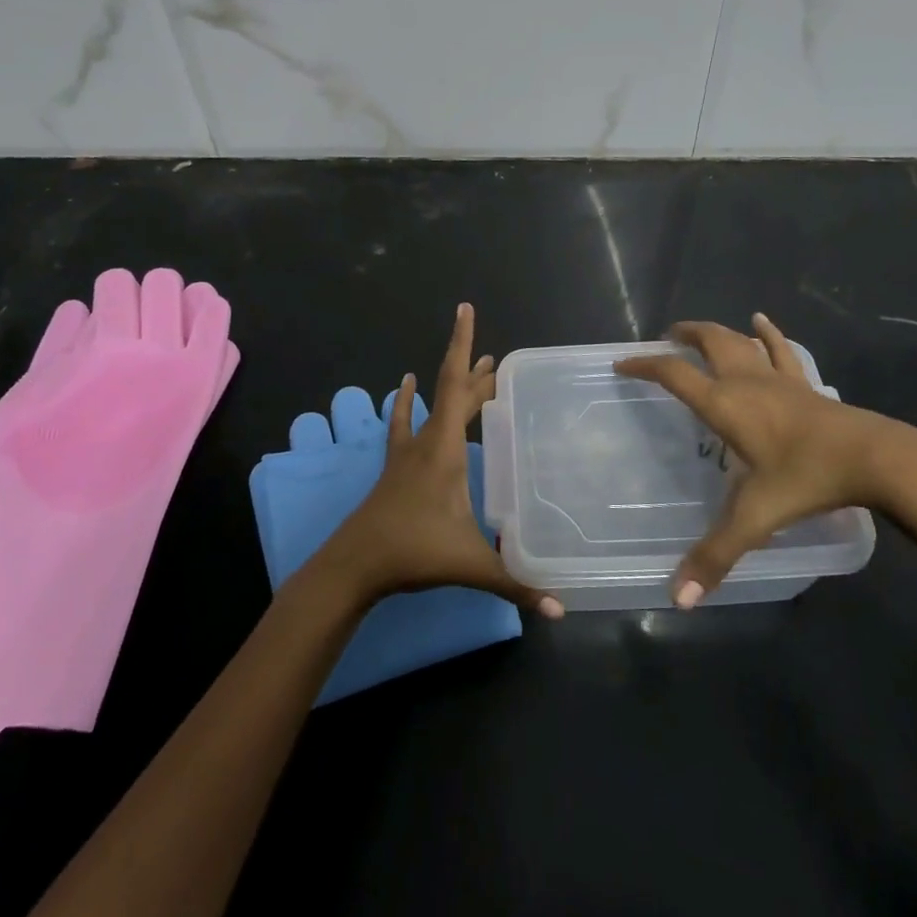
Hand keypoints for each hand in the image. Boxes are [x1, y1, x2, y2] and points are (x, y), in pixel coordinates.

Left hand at [313, 303, 563, 618]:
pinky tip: (402, 384)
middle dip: (476, 372)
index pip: (457, 385)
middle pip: (452, 393)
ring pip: (433, 406)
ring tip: (475, 366)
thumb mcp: (470, 565)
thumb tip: (562, 607)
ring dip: (453, 385)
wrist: (354, 565)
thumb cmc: (413, 552)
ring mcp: (407, 452)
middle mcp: (427, 440)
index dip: (463, 346)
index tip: (464, 309)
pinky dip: (406, 402)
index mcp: (445, 449)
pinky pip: (403, 423)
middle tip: (498, 358)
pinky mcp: (396, 466)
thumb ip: (516, 584)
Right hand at [614, 313, 916, 607]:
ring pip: (739, 340)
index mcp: (724, 404)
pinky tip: (761, 321)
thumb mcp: (756, 518)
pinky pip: (781, 350)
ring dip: (716, 331)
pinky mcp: (804, 384)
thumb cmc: (806, 479)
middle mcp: (745, 381)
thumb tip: (678, 598)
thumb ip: (716, 555)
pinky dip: (768, 333)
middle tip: (664, 339)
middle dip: (682, 336)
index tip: (622, 362)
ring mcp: (778, 378)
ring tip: (699, 331)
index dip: (644, 365)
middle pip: (707, 342)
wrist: (874, 458)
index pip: (673, 374)